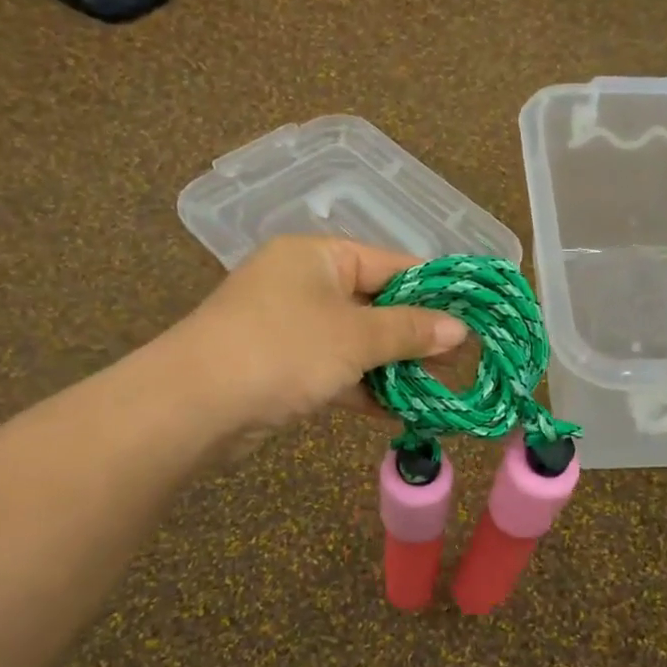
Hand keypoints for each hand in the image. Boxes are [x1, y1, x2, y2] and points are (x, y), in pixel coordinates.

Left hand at [170, 236, 468, 447]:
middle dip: (418, 334)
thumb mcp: (355, 336)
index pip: (391, 263)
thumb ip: (409, 330)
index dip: (434, 289)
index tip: (472, 314)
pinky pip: (337, 371)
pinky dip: (366, 388)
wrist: (193, 408)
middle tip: (462, 359)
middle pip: (376, 304)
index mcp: (318, 257)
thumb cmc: (283, 350)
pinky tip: (403, 410)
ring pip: (358, 342)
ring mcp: (291, 328)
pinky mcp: (283, 369)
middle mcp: (303, 284)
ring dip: (396, 365)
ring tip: (442, 387)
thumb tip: (459, 329)